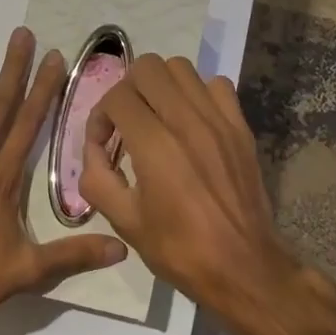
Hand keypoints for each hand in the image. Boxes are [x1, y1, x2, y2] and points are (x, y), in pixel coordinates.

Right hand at [78, 54, 300, 326]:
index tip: (102, 145)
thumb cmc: (179, 249)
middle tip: (125, 122)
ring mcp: (219, 121)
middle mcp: (187, 122)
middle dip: (127, 89)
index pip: (117, 96)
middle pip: (148, 67)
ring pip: (182, 68)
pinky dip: (197, 93)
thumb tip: (93, 150)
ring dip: (160, 86)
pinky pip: (217, 85)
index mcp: (155, 146)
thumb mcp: (124, 221)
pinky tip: (190, 122)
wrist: (242, 266)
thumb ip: (96, 178)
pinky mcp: (241, 127)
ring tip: (156, 117)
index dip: (100, 116)